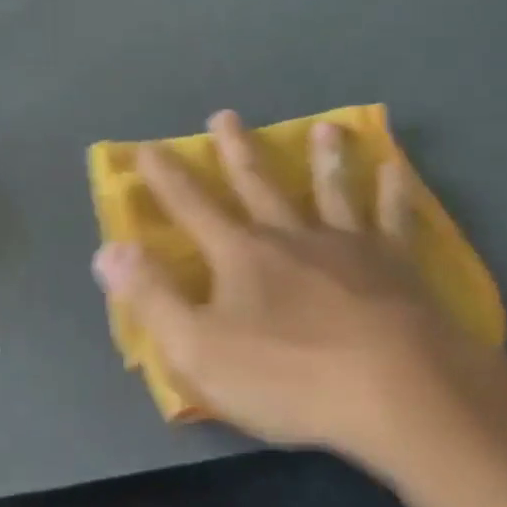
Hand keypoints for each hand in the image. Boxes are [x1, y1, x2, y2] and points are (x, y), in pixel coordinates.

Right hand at [91, 110, 506, 469]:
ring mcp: (349, 245)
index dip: (165, 178)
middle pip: (258, 184)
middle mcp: (292, 236)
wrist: (396, 390)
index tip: (147, 147)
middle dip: (237, 151)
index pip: (192, 207)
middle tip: (225, 116)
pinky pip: (393, 216)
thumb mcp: (200, 350)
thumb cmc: (289, 377)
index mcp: (241, 255)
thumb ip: (153, 298)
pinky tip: (395, 169)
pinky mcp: (397, 264)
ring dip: (323, 158)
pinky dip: (393, 190)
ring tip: (323, 128)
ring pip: (331, 189)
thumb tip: (110, 250)